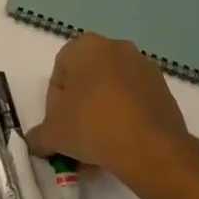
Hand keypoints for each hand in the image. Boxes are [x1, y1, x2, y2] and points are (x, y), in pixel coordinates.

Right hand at [26, 34, 194, 186]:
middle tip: (78, 140)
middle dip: (80, 111)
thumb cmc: (93, 126)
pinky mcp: (164, 90)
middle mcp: (115, 48)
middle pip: (87, 82)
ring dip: (102, 117)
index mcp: (85, 46)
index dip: (55, 104)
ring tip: (100, 153)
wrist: (151, 148)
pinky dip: (125, 121)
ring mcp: (143, 67)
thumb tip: (34, 143)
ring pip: (111, 94)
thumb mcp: (53, 134)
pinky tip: (122, 148)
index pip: (59, 74)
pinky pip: (134, 103)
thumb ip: (38, 136)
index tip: (60, 127)